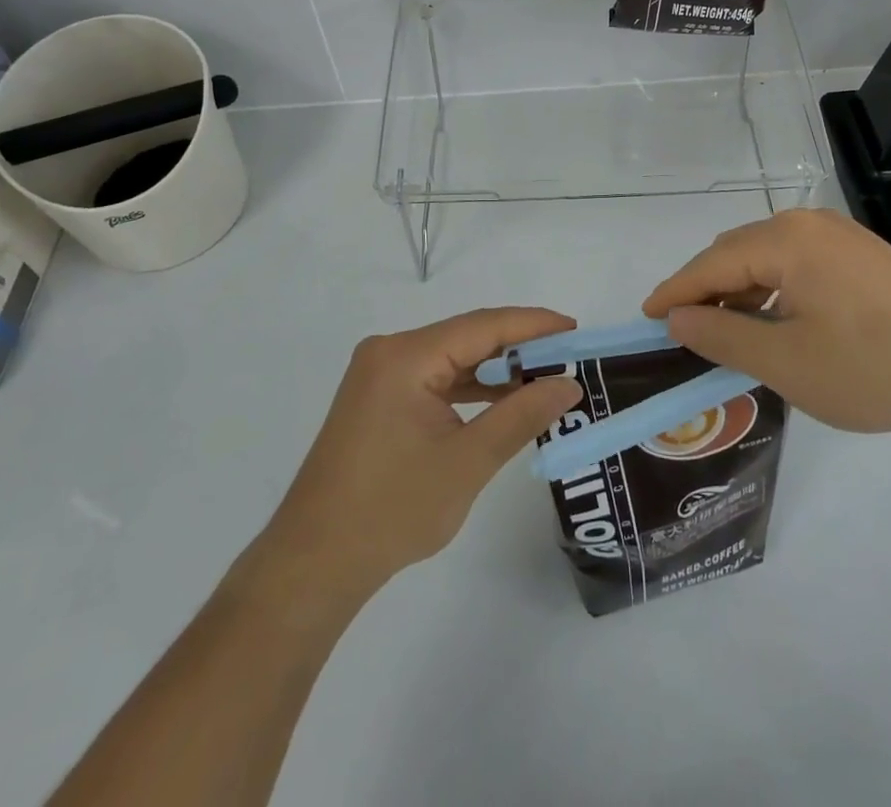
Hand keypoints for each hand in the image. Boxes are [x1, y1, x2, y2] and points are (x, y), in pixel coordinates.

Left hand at [254, 309, 583, 599]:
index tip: (576, 330)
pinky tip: (501, 400)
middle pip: (466, 337)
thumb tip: (569, 385)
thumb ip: (521, 416)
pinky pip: (434, 379)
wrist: (314, 564)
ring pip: (451, 358)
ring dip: (494, 370)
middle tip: (569, 358)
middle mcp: (390, 352)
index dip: (533, 325)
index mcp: (405, 356)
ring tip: (544, 379)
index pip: (482, 326)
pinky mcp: (378, 399)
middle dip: (518, 347)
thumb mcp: (467, 462)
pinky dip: (469, 388)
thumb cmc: (391, 511)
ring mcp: (380, 375)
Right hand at [642, 208, 890, 436]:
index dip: (675, 292)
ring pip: (766, 257)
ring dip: (739, 291)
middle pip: (735, 253)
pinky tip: (774, 321)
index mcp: (785, 240)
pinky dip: (772, 289)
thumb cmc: (872, 368)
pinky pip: (796, 263)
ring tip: (725, 332)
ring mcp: (838, 236)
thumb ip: (722, 337)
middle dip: (705, 290)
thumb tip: (678, 320)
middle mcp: (807, 223)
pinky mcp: (860, 254)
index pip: (711, 264)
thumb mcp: (785, 362)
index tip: (645, 317)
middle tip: (683, 331)